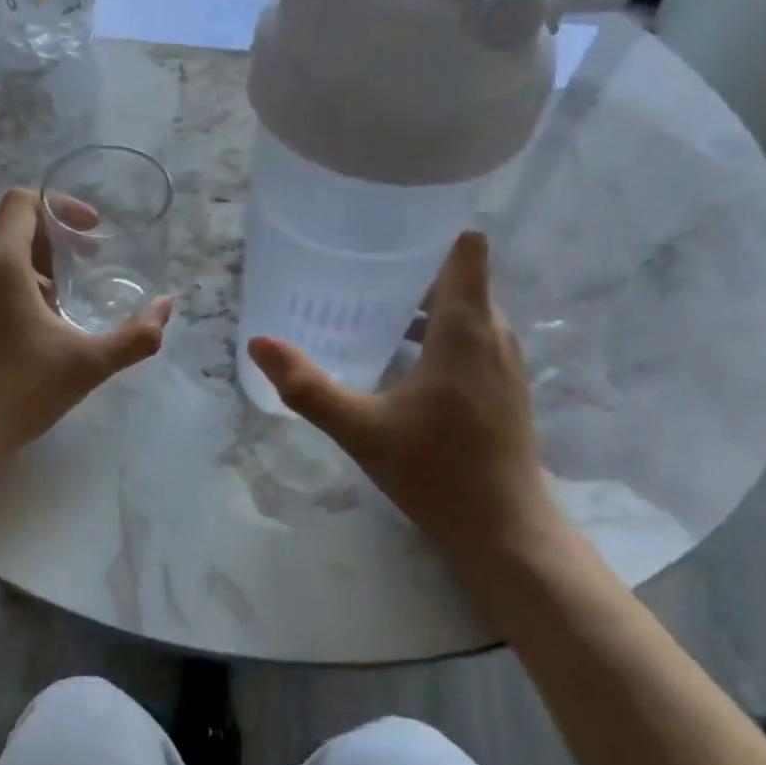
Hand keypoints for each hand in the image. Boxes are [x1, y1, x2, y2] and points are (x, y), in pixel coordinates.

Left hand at [0, 189, 172, 472]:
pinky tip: (30, 324)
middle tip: (86, 265)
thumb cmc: (19, 390)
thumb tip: (167, 306)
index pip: (24, 201)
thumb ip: (136, 335)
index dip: (62, 207)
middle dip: (52, 239)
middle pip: (10, 225)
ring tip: (61, 299)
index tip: (93, 233)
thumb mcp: (88, 362)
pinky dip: (8, 282)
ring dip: (31, 263)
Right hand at [246, 231, 560, 567]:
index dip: (432, 233)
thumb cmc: (436, 471)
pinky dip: (441, 335)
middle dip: (413, 272)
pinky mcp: (506, 388)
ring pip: (468, 312)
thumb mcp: (361, 429)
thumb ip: (307, 386)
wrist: (505, 531)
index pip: (465, 251)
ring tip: (372, 312)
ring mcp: (506, 363)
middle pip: (460, 280)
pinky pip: (473, 339)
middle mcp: (495, 335)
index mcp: (466, 330)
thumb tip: (259, 343)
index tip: (387, 234)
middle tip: (358, 275)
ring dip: (427, 306)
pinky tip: (402, 362)